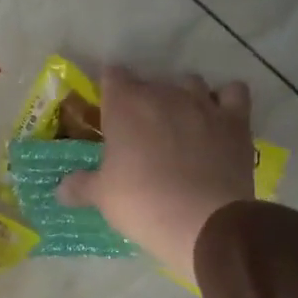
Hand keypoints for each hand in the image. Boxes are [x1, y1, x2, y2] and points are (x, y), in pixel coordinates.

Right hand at [56, 67, 258, 283]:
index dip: (109, 89)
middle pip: (150, 81)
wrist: (204, 222)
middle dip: (143, 98)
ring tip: (179, 120)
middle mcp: (163, 94)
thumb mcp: (102, 197)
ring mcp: (203, 104)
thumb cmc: (141, 203)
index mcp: (124, 106)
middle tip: (140, 129)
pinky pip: (234, 92)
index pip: (112, 75)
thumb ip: (80, 186)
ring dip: (183, 95)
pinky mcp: (236, 120)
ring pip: (190, 81)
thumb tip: (61, 189)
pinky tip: (219, 116)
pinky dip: (226, 98)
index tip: (107, 109)